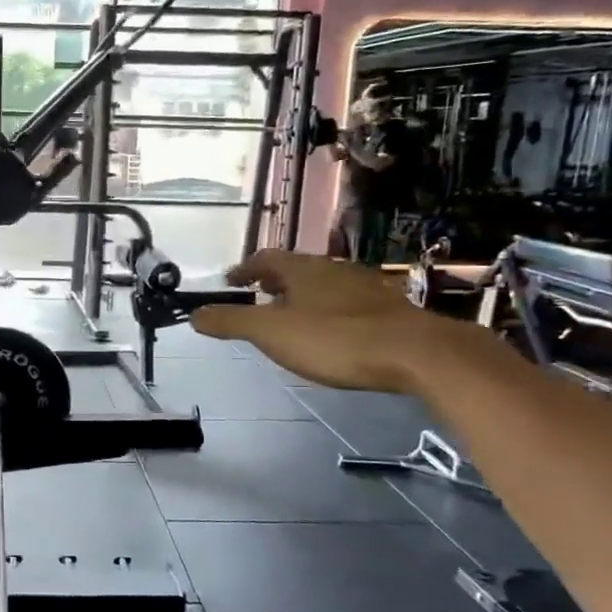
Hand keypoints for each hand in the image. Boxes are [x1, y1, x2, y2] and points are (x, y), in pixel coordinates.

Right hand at [190, 250, 436, 392]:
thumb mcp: (272, 333)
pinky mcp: (387, 309)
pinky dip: (328, 311)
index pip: (265, 258)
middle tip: (257, 298)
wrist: (417, 353)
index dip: (244, 269)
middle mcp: (332, 269)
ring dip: (301, 296)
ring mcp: (364, 287)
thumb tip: (194, 314)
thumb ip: (231, 322)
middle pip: (295, 269)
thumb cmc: (335, 338)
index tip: (231, 281)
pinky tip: (331, 332)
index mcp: (301, 269)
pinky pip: (346, 302)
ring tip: (290, 316)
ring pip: (322, 285)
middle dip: (273, 282)